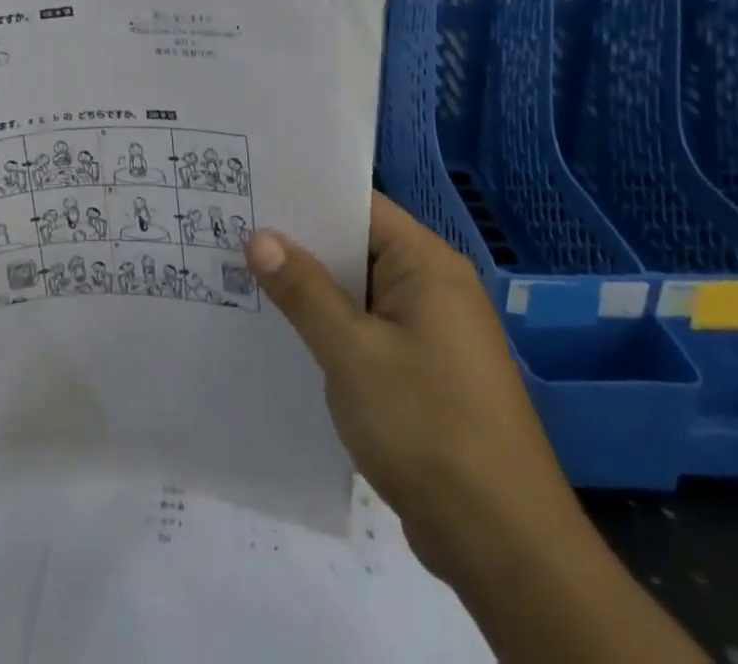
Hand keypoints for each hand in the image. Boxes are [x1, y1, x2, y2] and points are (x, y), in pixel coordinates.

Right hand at [246, 194, 586, 586]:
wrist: (504, 547)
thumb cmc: (427, 428)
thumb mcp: (353, 353)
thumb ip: (304, 291)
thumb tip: (260, 237)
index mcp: (427, 266)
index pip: (360, 207)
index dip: (306, 196)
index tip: (252, 190)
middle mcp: (433, 288)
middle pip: (357, 247)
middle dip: (299, 244)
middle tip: (233, 229)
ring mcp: (431, 333)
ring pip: (358, 292)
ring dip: (311, 289)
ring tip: (243, 273)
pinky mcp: (424, 372)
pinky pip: (368, 330)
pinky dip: (331, 327)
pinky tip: (283, 332)